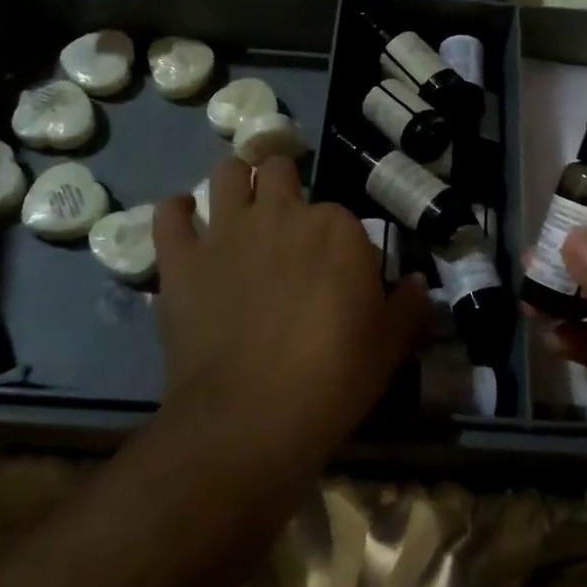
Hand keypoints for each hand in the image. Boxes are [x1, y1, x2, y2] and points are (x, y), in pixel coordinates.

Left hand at [154, 156, 428, 465]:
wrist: (250, 417)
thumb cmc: (332, 378)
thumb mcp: (389, 346)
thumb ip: (407, 307)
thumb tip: (417, 283)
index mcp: (336, 228)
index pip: (341, 215)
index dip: (339, 241)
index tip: (337, 272)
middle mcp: (281, 214)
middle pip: (279, 169)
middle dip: (283, 185)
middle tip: (284, 221)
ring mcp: (226, 232)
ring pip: (226, 174)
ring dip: (234, 181)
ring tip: (238, 204)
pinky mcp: (182, 260)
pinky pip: (169, 216)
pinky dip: (176, 212)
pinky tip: (184, 219)